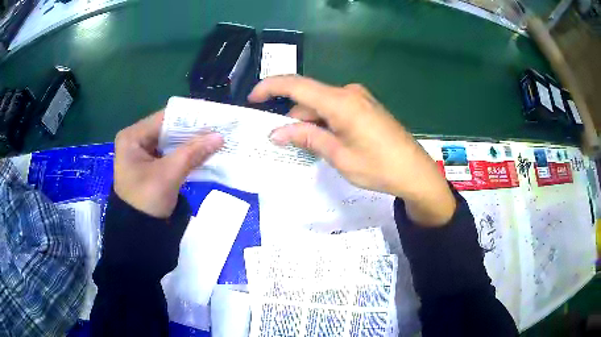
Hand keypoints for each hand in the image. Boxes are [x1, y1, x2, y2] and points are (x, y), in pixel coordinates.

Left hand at [114, 111, 223, 217]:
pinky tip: (204, 153)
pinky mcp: (151, 166)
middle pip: (168, 130)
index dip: (189, 117)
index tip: (213, 116)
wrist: (139, 233)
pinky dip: (186, 155)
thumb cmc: (146, 200)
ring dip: (191, 143)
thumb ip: (193, 152)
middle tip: (218, 128)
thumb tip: (219, 136)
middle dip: (192, 131)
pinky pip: (171, 155)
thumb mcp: (169, 175)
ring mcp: (143, 154)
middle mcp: (136, 141)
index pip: (164, 118)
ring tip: (215, 139)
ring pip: (171, 142)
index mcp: (132, 137)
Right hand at [249, 76, 454, 225]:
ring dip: (310, 122)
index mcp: (340, 102)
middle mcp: (349, 92)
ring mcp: (359, 98)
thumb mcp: (338, 156)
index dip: (270, 87)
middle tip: (286, 144)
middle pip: (308, 98)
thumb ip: (307, 137)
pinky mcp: (366, 106)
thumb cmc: (378, 167)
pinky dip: (324, 122)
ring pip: (321, 105)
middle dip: (293, 118)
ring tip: (312, 149)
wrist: (415, 172)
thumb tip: (276, 132)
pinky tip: (328, 142)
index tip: (252, 98)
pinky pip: (336, 109)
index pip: (296, 84)